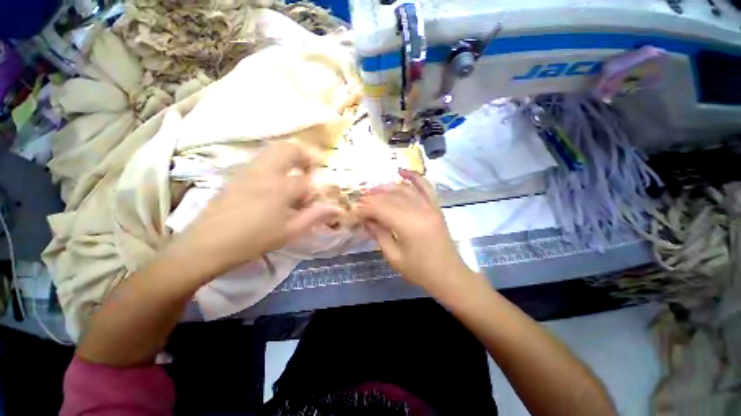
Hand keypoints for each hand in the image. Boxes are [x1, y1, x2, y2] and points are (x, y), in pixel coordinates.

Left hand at [167, 142, 341, 280]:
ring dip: (289, 157)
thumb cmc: (253, 240)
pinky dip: (274, 163)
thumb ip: (315, 216)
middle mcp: (265, 172)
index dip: (315, 189)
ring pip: (273, 150)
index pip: (307, 180)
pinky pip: (260, 160)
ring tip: (294, 175)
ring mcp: (248, 171)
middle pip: (289, 149)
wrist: (207, 245)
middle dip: (304, 155)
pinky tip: (273, 183)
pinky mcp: (236, 175)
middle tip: (311, 170)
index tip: (316, 199)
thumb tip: (337, 208)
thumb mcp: (290, 231)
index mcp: (280, 187)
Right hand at [359, 170, 472, 295]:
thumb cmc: (420, 271)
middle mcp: (419, 210)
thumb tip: (366, 220)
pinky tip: (402, 171)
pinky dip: (414, 177)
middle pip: (390, 196)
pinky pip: (425, 186)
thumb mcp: (394, 257)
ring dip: (386, 188)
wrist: (449, 275)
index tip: (355, 213)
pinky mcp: (436, 206)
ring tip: (373, 191)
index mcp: (408, 225)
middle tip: (361, 203)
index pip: (380, 208)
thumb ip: (379, 235)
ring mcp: (430, 206)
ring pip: (404, 189)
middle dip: (372, 198)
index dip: (364, 208)